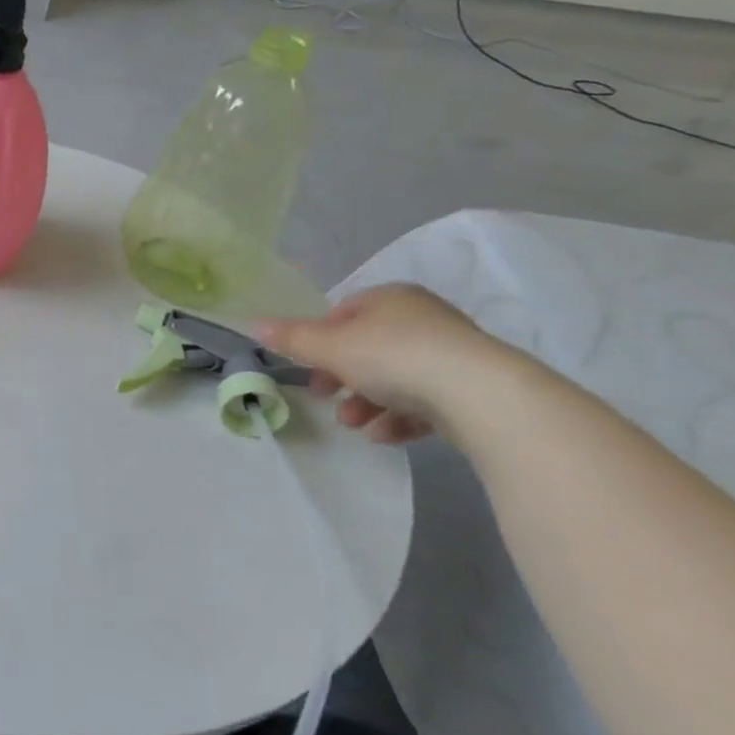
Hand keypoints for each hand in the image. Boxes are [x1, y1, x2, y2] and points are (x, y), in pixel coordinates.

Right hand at [258, 284, 509, 443]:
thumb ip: (292, 338)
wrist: (479, 395)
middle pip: (368, 348)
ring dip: (368, 403)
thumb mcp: (329, 346)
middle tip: (327, 399)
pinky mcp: (474, 389)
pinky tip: (387, 436)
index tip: (310, 369)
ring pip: (397, 378)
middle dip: (343, 378)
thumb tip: (255, 325)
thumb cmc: (393, 357)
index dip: (320, 341)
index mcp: (390, 298)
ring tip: (356, 425)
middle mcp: (423, 318)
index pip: (343, 313)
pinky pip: (427, 401)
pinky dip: (402, 418)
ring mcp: (453, 354)